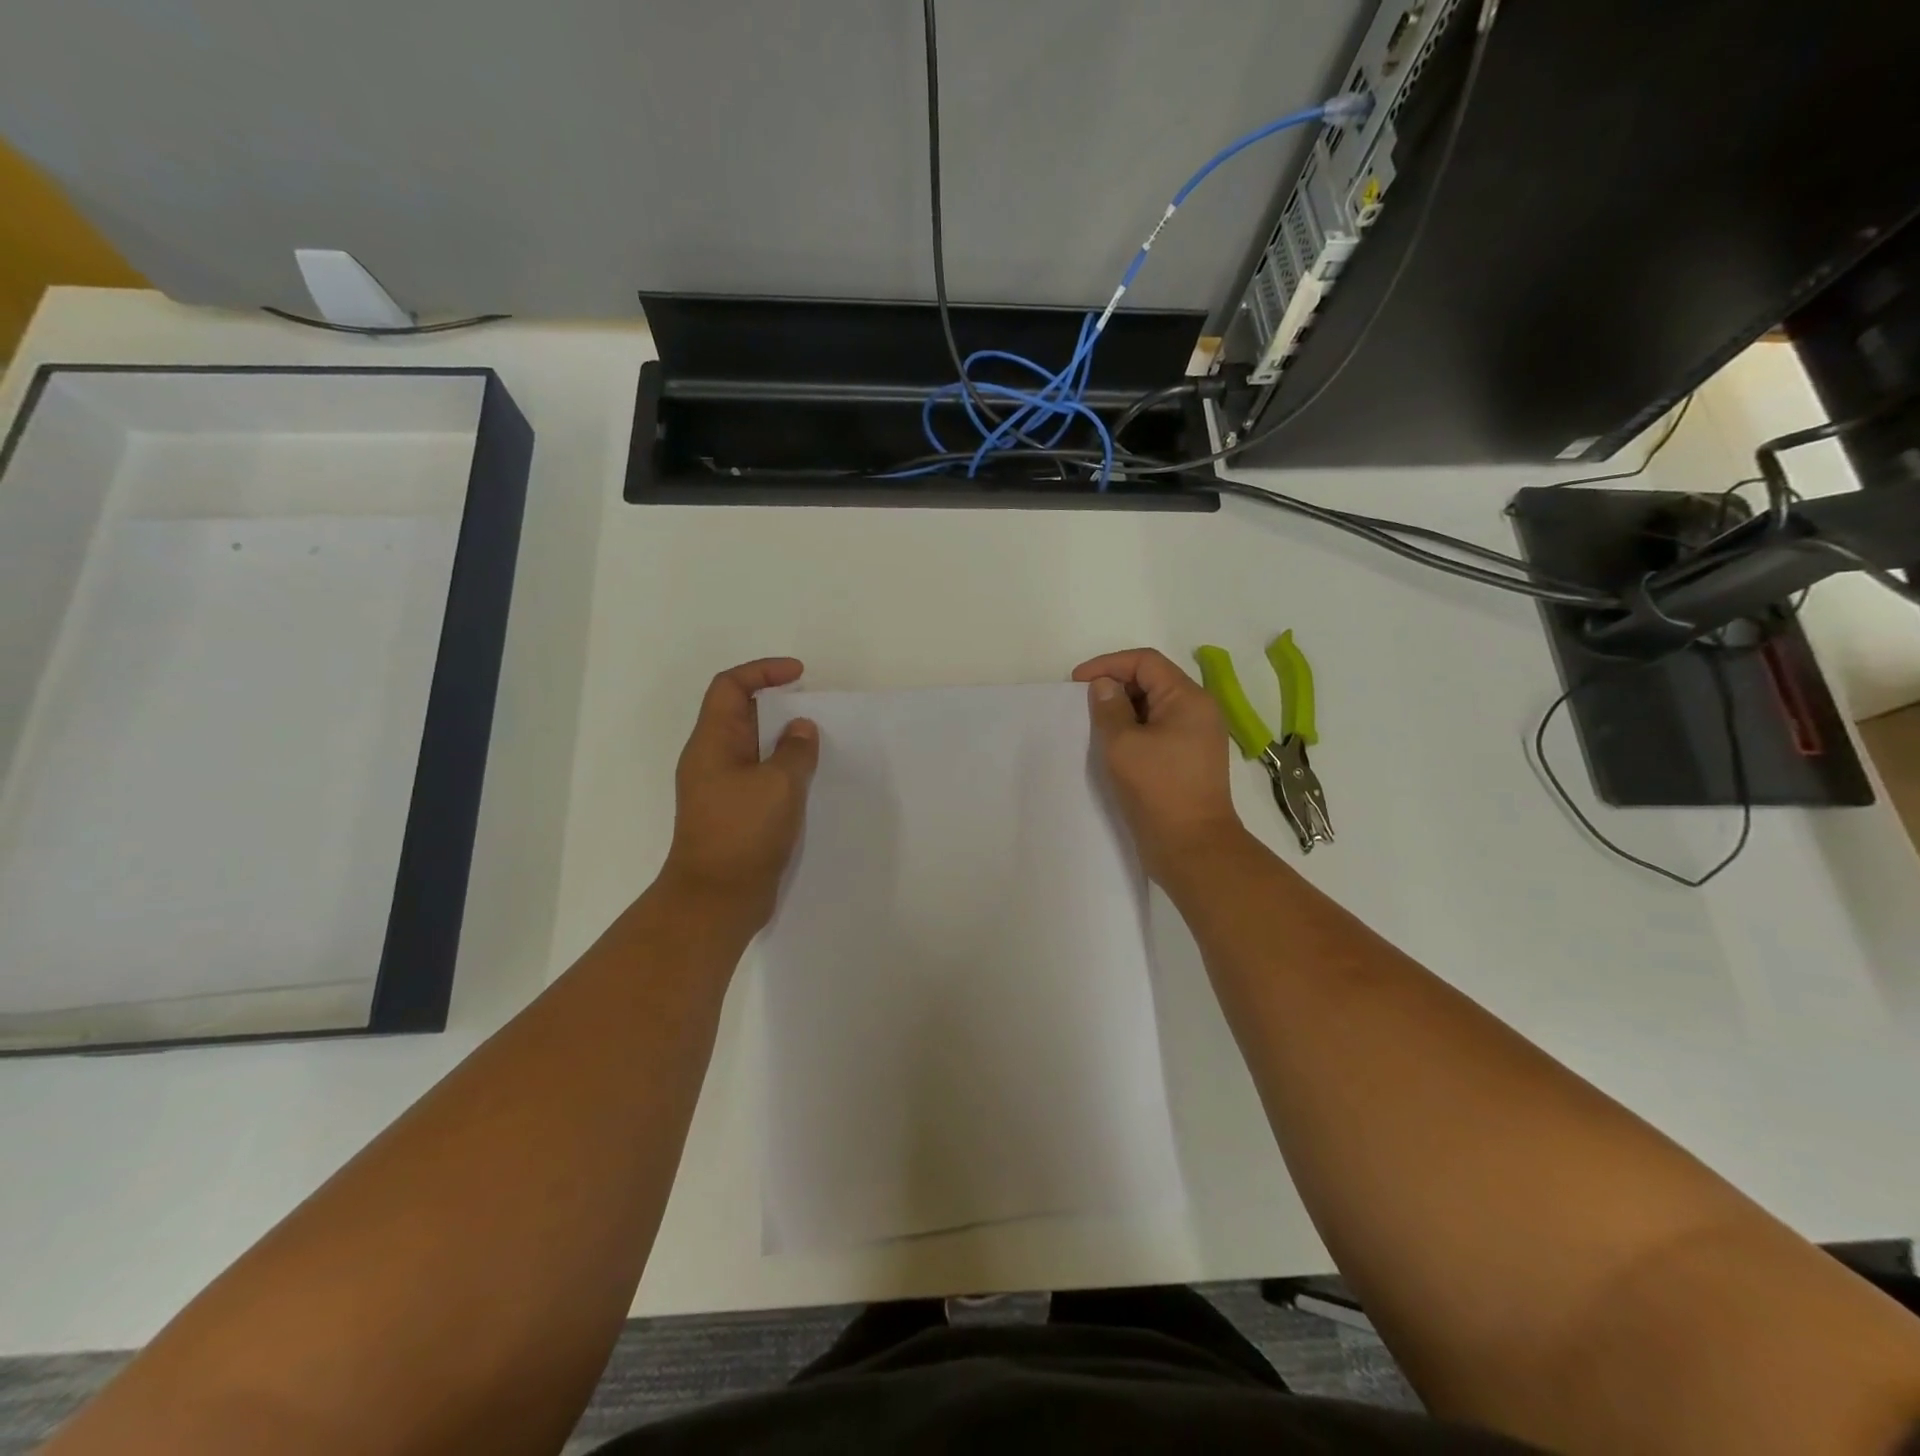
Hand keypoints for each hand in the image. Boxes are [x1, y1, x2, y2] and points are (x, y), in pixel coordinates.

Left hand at [662, 658, 819, 926]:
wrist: (717, 899)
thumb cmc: (743, 834)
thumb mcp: (779, 784)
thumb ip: (795, 750)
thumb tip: (801, 729)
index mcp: (712, 743)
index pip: (730, 687)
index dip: (762, 671)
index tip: (799, 675)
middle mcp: (712, 759)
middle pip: (742, 714)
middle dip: (778, 705)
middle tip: (815, 710)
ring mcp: (722, 787)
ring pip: (754, 747)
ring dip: (784, 740)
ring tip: (819, 743)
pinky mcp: (735, 812)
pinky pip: (760, 775)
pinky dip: (784, 768)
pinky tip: (810, 779)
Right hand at [1073, 648, 1246, 884]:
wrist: (1192, 847)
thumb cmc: (1158, 789)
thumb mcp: (1123, 744)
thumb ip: (1109, 708)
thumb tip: (1105, 686)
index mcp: (1188, 698)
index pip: (1146, 662)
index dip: (1108, 664)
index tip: (1077, 682)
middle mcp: (1198, 711)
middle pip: (1152, 681)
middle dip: (1116, 685)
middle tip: (1083, 704)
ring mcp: (1196, 736)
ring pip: (1154, 707)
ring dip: (1123, 710)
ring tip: (1095, 725)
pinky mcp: (1189, 759)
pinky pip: (1159, 730)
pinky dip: (1134, 730)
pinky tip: (1113, 746)